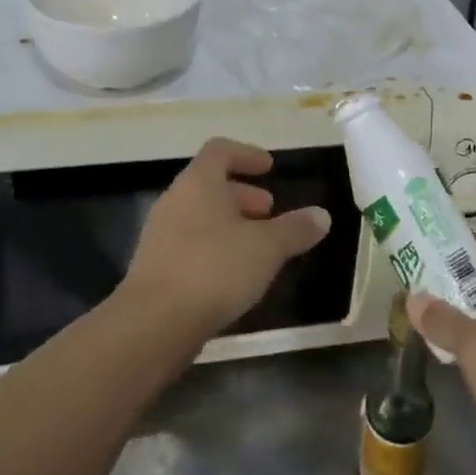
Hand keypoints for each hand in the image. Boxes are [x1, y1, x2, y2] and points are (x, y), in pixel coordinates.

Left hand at [119, 138, 330, 341]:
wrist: (153, 324)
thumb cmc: (214, 269)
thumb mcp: (266, 248)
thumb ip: (295, 229)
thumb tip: (322, 215)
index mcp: (198, 182)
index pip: (220, 150)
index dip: (247, 154)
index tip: (269, 167)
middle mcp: (175, 200)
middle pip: (210, 184)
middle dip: (243, 195)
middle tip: (270, 211)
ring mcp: (160, 234)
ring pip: (200, 216)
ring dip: (230, 224)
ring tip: (258, 247)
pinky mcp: (155, 267)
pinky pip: (190, 244)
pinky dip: (215, 248)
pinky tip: (234, 275)